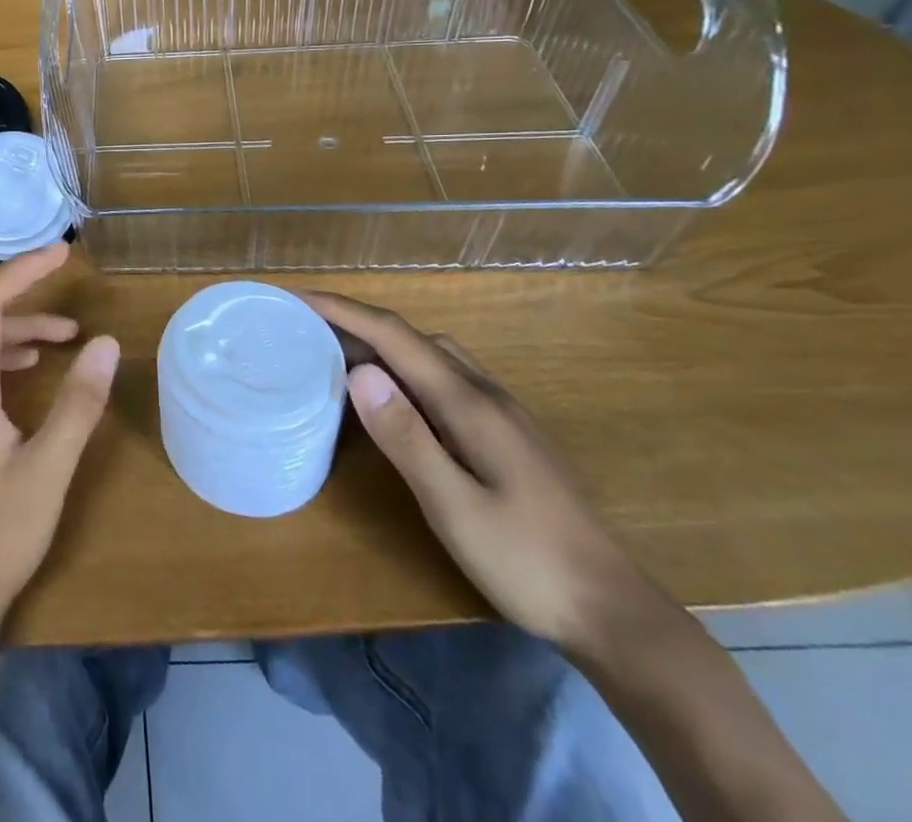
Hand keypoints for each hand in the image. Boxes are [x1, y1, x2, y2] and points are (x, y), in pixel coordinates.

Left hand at [0, 243, 120, 638]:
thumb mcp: (49, 470)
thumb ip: (78, 405)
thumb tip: (106, 343)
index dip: (21, 272)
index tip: (61, 254)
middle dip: (23, 294)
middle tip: (67, 282)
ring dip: (17, 329)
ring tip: (65, 336)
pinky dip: (4, 357)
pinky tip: (30, 370)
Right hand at [305, 292, 664, 659]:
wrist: (614, 614)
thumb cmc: (527, 562)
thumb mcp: (455, 506)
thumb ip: (406, 437)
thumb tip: (358, 372)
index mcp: (468, 403)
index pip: (394, 336)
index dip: (343, 310)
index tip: (296, 298)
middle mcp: (484, 393)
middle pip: (411, 337)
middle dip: (356, 322)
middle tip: (305, 329)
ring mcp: (500, 412)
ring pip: (430, 355)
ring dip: (381, 344)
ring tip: (338, 357)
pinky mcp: (504, 433)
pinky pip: (442, 379)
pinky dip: (404, 370)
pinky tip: (392, 398)